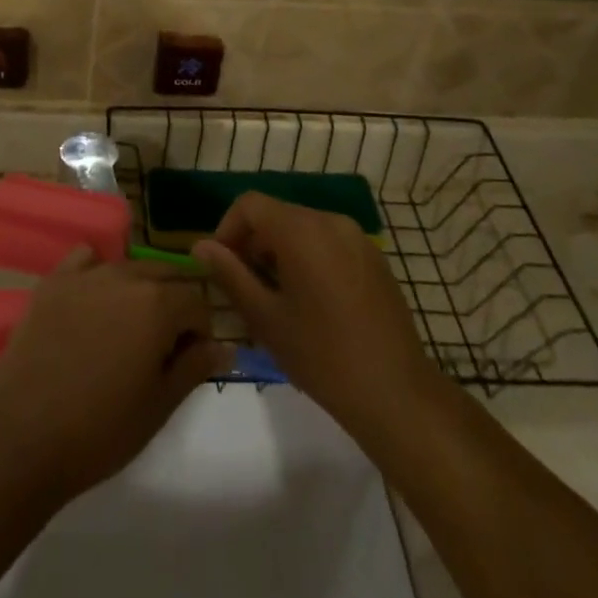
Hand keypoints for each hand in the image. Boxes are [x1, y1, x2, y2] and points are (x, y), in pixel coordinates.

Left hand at [0, 251, 221, 503]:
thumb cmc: (101, 429)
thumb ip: (195, 367)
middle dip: (175, 303)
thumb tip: (225, 347)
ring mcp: (85, 275)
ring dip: (140, 288)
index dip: (200, 331)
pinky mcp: (53, 282)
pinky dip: (97, 270)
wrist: (25, 436)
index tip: (189, 360)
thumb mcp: (159, 405)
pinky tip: (93, 300)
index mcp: (158, 304)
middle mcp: (125, 277)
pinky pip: (85, 259)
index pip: (196, 302)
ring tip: (129, 326)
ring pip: (128, 267)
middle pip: (165, 275)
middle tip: (163, 345)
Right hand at [194, 195, 441, 440]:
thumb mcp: (265, 318)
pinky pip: (329, 243)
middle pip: (277, 214)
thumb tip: (201, 246)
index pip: (250, 204)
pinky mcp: (374, 259)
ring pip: (303, 229)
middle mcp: (330, 221)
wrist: (396, 393)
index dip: (227, 229)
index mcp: (301, 230)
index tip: (222, 267)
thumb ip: (230, 274)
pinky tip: (311, 303)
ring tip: (275, 298)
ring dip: (280, 251)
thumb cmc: (322, 356)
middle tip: (244, 287)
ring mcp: (357, 238)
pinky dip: (309, 258)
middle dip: (253, 243)